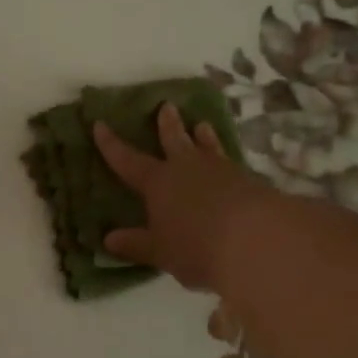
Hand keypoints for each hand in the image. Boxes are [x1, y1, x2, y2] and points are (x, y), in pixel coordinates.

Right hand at [94, 102, 273, 291]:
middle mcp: (187, 169)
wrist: (257, 241)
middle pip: (174, 140)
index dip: (111, 144)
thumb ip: (136, 244)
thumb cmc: (196, 246)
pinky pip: (231, 164)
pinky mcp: (250, 182)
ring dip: (203, 136)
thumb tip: (109, 240)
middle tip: (167, 106)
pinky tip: (231, 166)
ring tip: (202, 124)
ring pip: (208, 147)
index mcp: (158, 182)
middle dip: (168, 124)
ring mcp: (221, 171)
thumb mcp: (160, 251)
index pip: (127, 160)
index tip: (100, 124)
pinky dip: (226, 161)